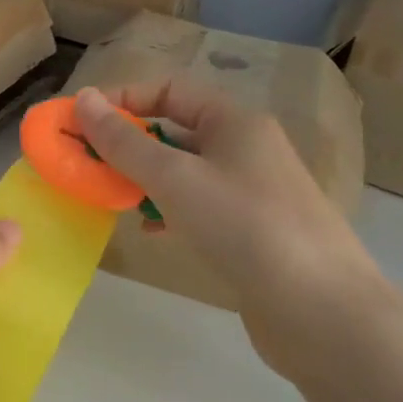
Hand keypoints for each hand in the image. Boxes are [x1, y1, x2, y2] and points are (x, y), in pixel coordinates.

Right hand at [73, 82, 396, 375]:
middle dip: (129, 144)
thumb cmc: (244, 227)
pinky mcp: (253, 231)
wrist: (321, 312)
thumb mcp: (175, 178)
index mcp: (235, 121)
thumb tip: (84, 99)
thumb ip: (125, 141)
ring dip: (145, 179)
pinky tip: (150, 232)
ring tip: (112, 198)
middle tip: (88, 165)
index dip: (123, 99)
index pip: (169, 89)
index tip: (82, 123)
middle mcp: (247, 148)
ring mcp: (253, 191)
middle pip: (175, 130)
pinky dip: (168, 211)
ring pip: (185, 171)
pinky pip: (198, 206)